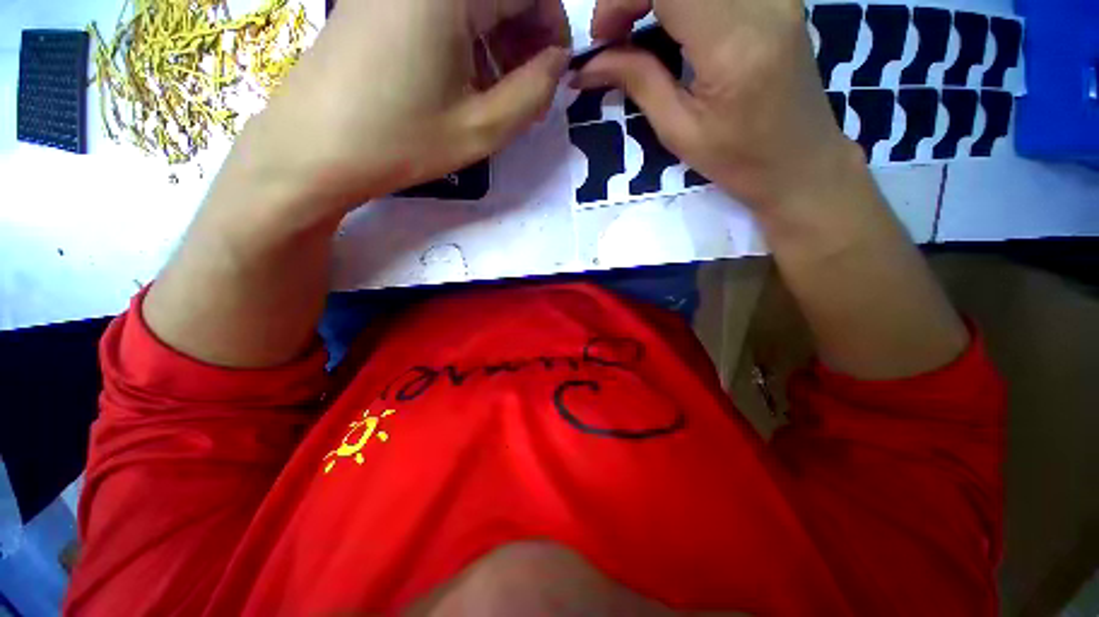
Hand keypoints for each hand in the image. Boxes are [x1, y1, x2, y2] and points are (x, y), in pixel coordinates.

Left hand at [233, 0, 570, 213]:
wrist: (312, 148)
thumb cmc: (401, 141)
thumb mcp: (482, 128)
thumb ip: (534, 93)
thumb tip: (556, 62)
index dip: (553, 29)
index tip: (552, 75)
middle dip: (525, 36)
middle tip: (524, 90)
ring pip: (472, 1)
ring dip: (497, 38)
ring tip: (493, 91)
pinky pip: (441, 7)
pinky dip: (465, 36)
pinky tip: (460, 77)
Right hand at [576, 0, 863, 222]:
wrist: (801, 161)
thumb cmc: (737, 160)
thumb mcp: (678, 131)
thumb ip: (638, 81)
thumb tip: (591, 64)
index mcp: (733, 44)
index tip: (602, 37)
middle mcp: (763, 1)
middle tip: (614, 35)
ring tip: (636, 30)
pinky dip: (681, 2)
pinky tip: (669, 26)